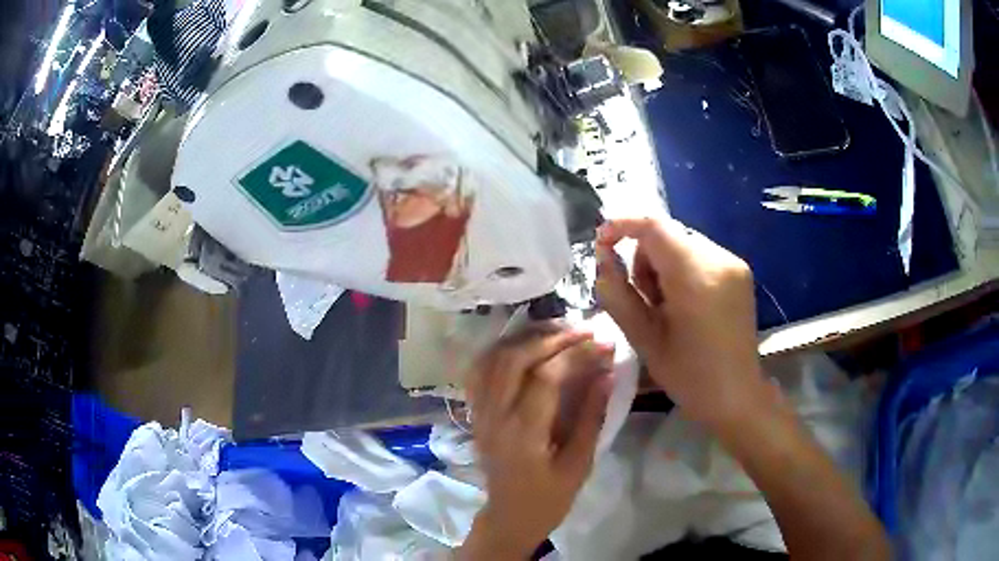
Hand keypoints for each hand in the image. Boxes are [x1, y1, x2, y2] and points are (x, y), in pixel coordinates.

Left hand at [459, 326, 613, 559]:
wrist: (509, 518)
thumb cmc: (549, 499)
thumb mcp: (579, 465)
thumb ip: (591, 417)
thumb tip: (607, 373)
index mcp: (523, 433)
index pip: (547, 377)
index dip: (577, 354)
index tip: (605, 343)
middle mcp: (495, 416)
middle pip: (516, 358)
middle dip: (553, 338)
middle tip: (584, 331)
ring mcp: (480, 412)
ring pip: (494, 358)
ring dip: (527, 338)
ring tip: (560, 333)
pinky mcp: (476, 412)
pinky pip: (481, 370)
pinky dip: (502, 350)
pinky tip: (525, 346)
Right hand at [594, 218, 768, 428]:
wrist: (736, 394)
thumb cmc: (687, 375)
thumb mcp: (643, 339)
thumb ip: (617, 293)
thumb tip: (603, 256)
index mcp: (695, 278)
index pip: (654, 227)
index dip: (623, 226)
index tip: (602, 242)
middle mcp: (719, 259)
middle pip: (667, 233)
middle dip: (645, 257)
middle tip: (645, 299)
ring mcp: (734, 263)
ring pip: (683, 242)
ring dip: (665, 264)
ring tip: (668, 305)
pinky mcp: (741, 270)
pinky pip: (700, 253)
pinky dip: (684, 269)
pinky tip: (687, 303)